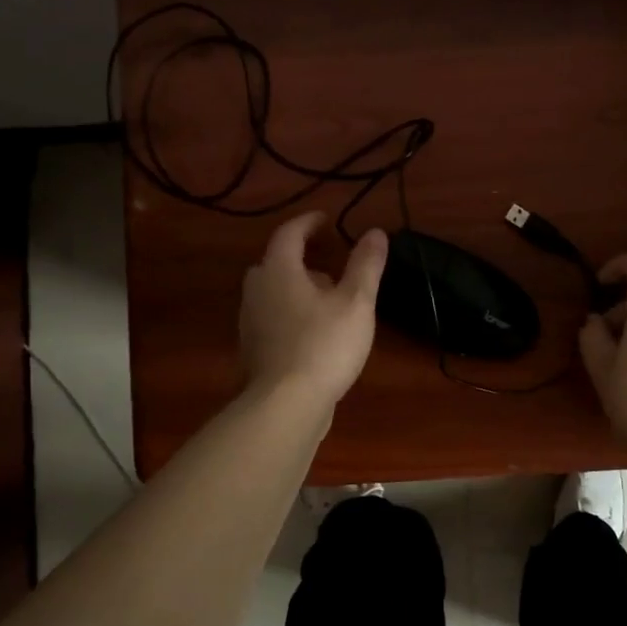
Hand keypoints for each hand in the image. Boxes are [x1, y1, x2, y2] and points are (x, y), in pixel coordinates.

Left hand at [239, 212, 387, 405]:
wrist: (286, 405)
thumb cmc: (324, 345)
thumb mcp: (356, 302)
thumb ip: (366, 265)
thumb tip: (376, 232)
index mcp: (279, 271)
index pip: (289, 234)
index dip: (309, 223)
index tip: (327, 220)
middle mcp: (257, 290)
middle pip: (276, 263)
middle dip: (302, 258)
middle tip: (330, 263)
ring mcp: (250, 322)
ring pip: (273, 292)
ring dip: (297, 288)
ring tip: (328, 300)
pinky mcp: (254, 349)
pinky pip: (272, 318)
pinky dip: (291, 313)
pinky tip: (315, 333)